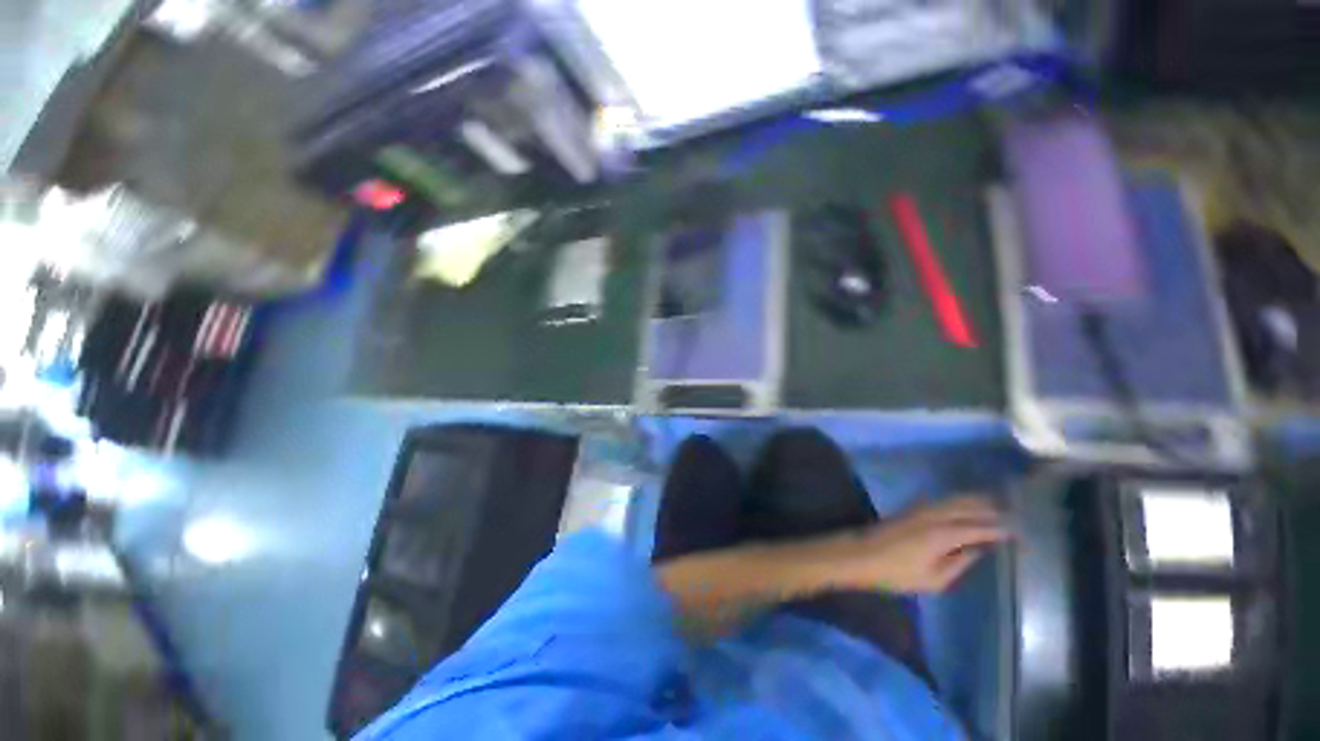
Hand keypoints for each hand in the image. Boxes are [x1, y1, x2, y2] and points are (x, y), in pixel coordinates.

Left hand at [830, 495, 1008, 592]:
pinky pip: (942, 500)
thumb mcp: (933, 580)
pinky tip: (965, 505)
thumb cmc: (896, 573)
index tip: (1021, 531)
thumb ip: (959, 563)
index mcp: (943, 534)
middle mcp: (934, 515)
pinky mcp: (911, 509)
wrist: (860, 554)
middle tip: (1015, 513)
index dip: (1000, 528)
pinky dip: (959, 500)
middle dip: (992, 508)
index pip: (979, 527)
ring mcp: (920, 509)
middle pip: (968, 506)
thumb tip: (977, 550)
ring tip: (996, 504)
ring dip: (976, 500)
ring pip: (954, 500)